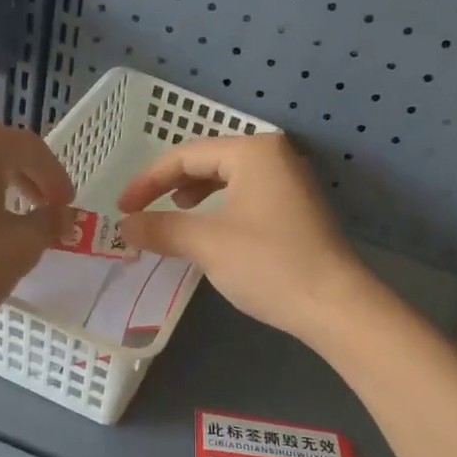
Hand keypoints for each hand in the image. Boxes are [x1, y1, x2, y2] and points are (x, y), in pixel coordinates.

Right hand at [116, 133, 375, 343]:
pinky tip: (210, 232)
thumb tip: (125, 226)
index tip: (123, 209)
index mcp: (254, 152)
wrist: (334, 304)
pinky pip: (247, 197)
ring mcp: (291, 183)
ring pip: (229, 180)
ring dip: (195, 197)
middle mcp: (275, 156)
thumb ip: (161, 229)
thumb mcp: (206, 244)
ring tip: (175, 215)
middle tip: (144, 211)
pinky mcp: (298, 210)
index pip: (186, 155)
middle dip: (171, 186)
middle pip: (209, 161)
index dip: (148, 181)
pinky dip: (220, 209)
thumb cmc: (268, 264)